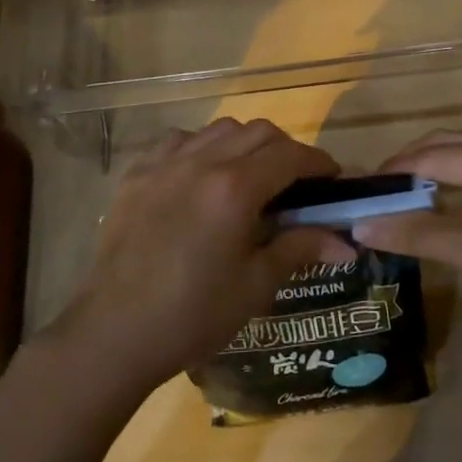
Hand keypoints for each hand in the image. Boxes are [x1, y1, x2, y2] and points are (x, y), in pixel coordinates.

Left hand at [57, 119, 353, 394]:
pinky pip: (178, 140)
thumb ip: (300, 249)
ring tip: (248, 176)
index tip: (333, 179)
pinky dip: (200, 147)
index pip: (290, 156)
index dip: (318, 163)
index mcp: (235, 189)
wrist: (115, 332)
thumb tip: (347, 244)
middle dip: (285, 150)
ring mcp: (163, 163)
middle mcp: (201, 162)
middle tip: (295, 182)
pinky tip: (200, 176)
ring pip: (218, 129)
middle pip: (258, 131)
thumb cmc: (193, 315)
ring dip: (244, 143)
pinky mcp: (136, 174)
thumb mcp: (255, 285)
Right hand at [352, 130, 461, 359]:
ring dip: (421, 181)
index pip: (434, 155)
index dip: (392, 173)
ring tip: (385, 204)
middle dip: (404, 171)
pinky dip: (440, 196)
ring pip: (455, 166)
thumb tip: (356, 224)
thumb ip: (414, 232)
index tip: (352, 191)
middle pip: (444, 150)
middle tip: (365, 197)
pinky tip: (419, 214)